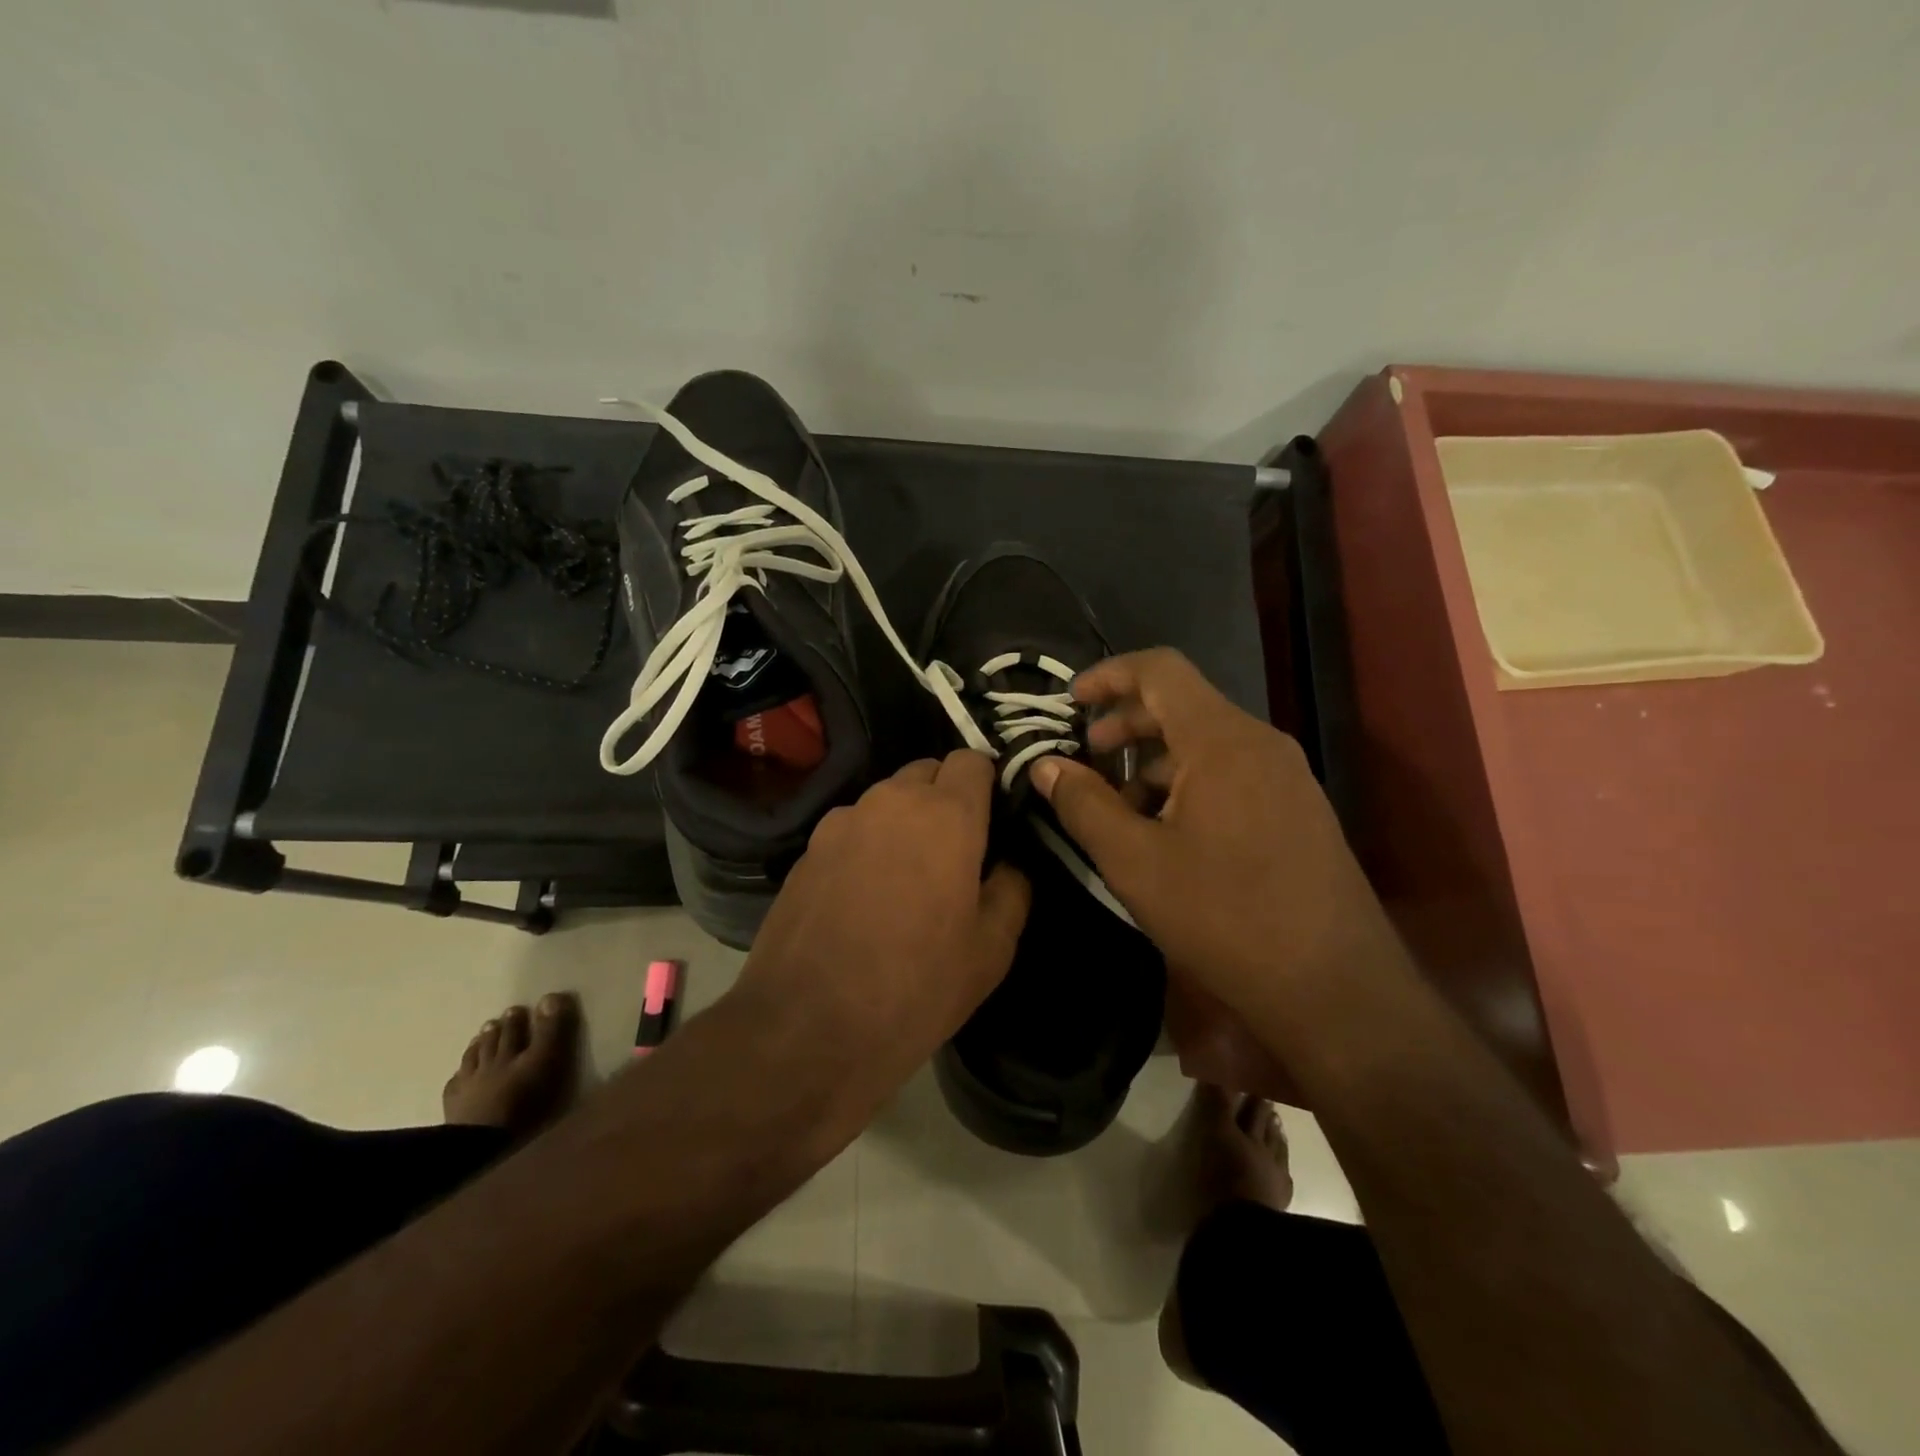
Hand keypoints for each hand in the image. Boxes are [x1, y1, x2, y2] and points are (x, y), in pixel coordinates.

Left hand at [736, 751, 1030, 1094]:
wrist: (807, 1028)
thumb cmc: (916, 987)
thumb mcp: (991, 950)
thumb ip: (1012, 890)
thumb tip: (1008, 863)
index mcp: (946, 816)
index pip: (972, 760)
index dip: (987, 783)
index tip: (994, 819)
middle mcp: (891, 802)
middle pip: (927, 772)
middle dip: (946, 798)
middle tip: (955, 853)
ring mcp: (842, 822)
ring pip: (887, 800)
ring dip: (905, 821)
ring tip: (906, 877)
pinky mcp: (807, 849)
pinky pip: (852, 828)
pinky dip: (867, 844)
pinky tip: (863, 895)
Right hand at [1029, 649, 1393, 1023]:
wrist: (1336, 988)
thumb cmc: (1225, 916)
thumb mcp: (1134, 862)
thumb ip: (1083, 804)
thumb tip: (1045, 765)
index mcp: (1221, 740)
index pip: (1161, 669)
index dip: (1109, 674)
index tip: (1070, 700)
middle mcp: (1260, 743)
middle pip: (1183, 704)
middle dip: (1126, 723)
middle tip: (1086, 757)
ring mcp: (1286, 776)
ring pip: (1206, 744)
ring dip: (1154, 761)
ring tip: (1118, 806)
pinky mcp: (1298, 810)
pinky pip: (1232, 773)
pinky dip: (1187, 784)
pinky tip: (1166, 832)